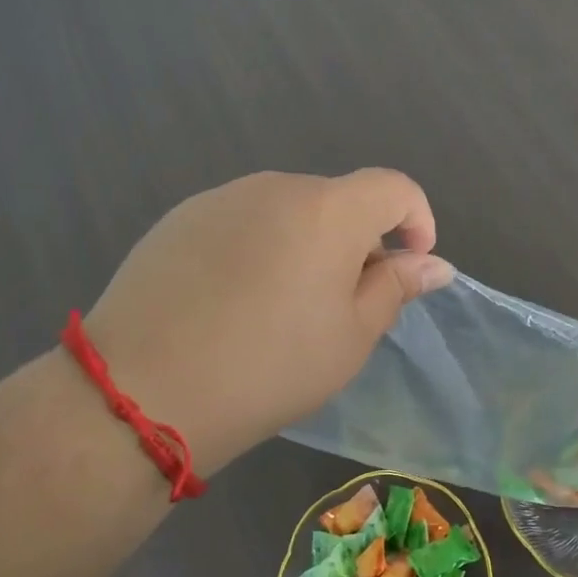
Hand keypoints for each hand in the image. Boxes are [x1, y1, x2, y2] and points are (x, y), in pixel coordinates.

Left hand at [81, 170, 453, 474]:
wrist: (143, 389)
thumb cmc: (270, 366)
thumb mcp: (351, 337)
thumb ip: (396, 288)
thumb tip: (435, 264)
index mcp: (328, 209)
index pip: (394, 188)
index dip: (417, 222)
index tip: (409, 270)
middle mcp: (276, 187)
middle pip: (339, 200)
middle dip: (358, 243)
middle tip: (343, 306)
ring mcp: (221, 198)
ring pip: (288, 211)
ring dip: (307, 246)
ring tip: (284, 308)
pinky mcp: (179, 219)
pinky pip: (242, 222)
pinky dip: (259, 249)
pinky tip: (234, 302)